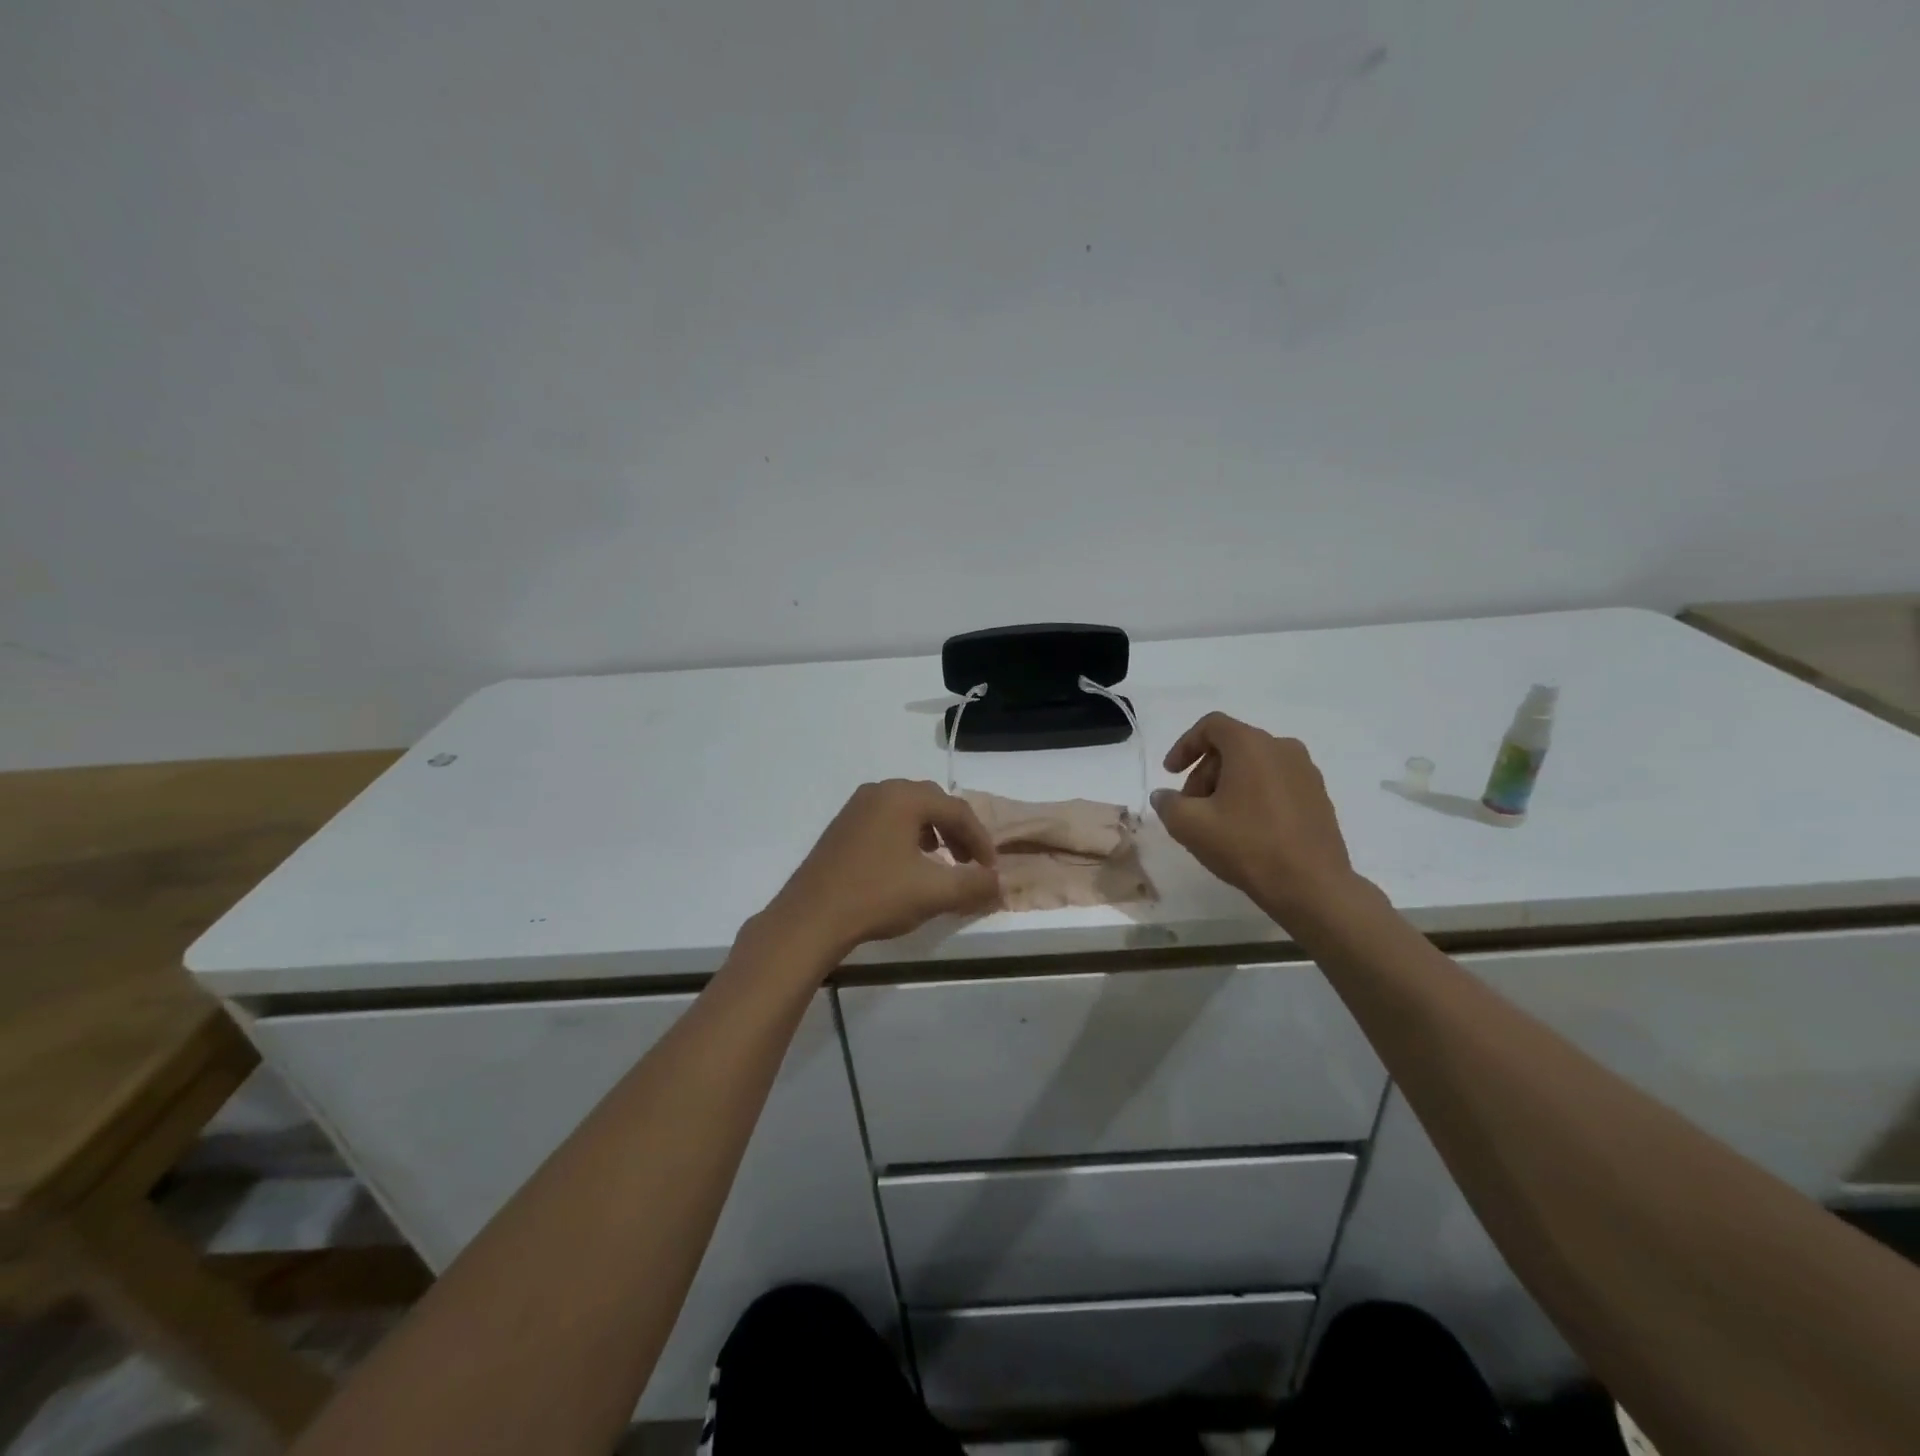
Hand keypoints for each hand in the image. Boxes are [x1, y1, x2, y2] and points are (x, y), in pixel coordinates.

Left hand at [758, 780, 1000, 963]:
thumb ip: (974, 884)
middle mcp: (880, 791)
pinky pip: (887, 821)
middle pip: (933, 803)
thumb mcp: (933, 893)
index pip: (957, 810)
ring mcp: (857, 807)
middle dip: (958, 832)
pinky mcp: (842, 826)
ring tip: (942, 863)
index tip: (991, 870)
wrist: (810, 918)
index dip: (981, 840)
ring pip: (909, 811)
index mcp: (903, 797)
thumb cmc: (876, 896)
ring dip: (933, 833)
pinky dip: (907, 837)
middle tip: (970, 863)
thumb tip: (999, 882)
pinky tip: (907, 866)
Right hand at [1151, 712, 1356, 919]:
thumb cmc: (1247, 846)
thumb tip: (1163, 796)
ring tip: (1216, 821)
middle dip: (1204, 772)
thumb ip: (1168, 804)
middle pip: (1232, 747)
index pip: (1211, 726)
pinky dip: (1254, 795)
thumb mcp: (1189, 826)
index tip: (1170, 774)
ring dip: (1228, 785)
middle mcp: (1282, 748)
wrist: (1312, 886)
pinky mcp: (1319, 796)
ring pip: (1255, 765)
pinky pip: (1276, 782)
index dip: (1184, 745)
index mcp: (1251, 745)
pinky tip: (1247, 829)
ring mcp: (1306, 772)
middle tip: (1191, 806)